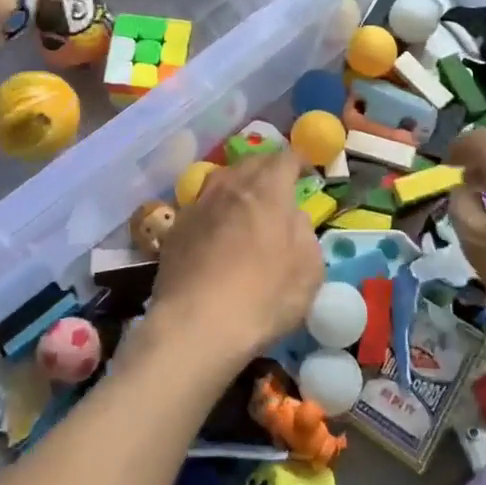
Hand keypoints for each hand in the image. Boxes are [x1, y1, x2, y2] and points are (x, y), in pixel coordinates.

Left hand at [144, 153, 323, 371]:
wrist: (195, 326)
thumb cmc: (263, 298)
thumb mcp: (309, 271)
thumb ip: (304, 233)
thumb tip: (293, 216)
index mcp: (267, 190)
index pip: (285, 158)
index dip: (300, 161)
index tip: (307, 173)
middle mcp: (230, 186)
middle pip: (251, 162)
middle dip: (269, 167)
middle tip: (279, 185)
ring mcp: (198, 205)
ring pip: (222, 178)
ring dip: (238, 183)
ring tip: (246, 201)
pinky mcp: (176, 228)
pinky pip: (201, 205)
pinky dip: (215, 209)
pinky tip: (217, 230)